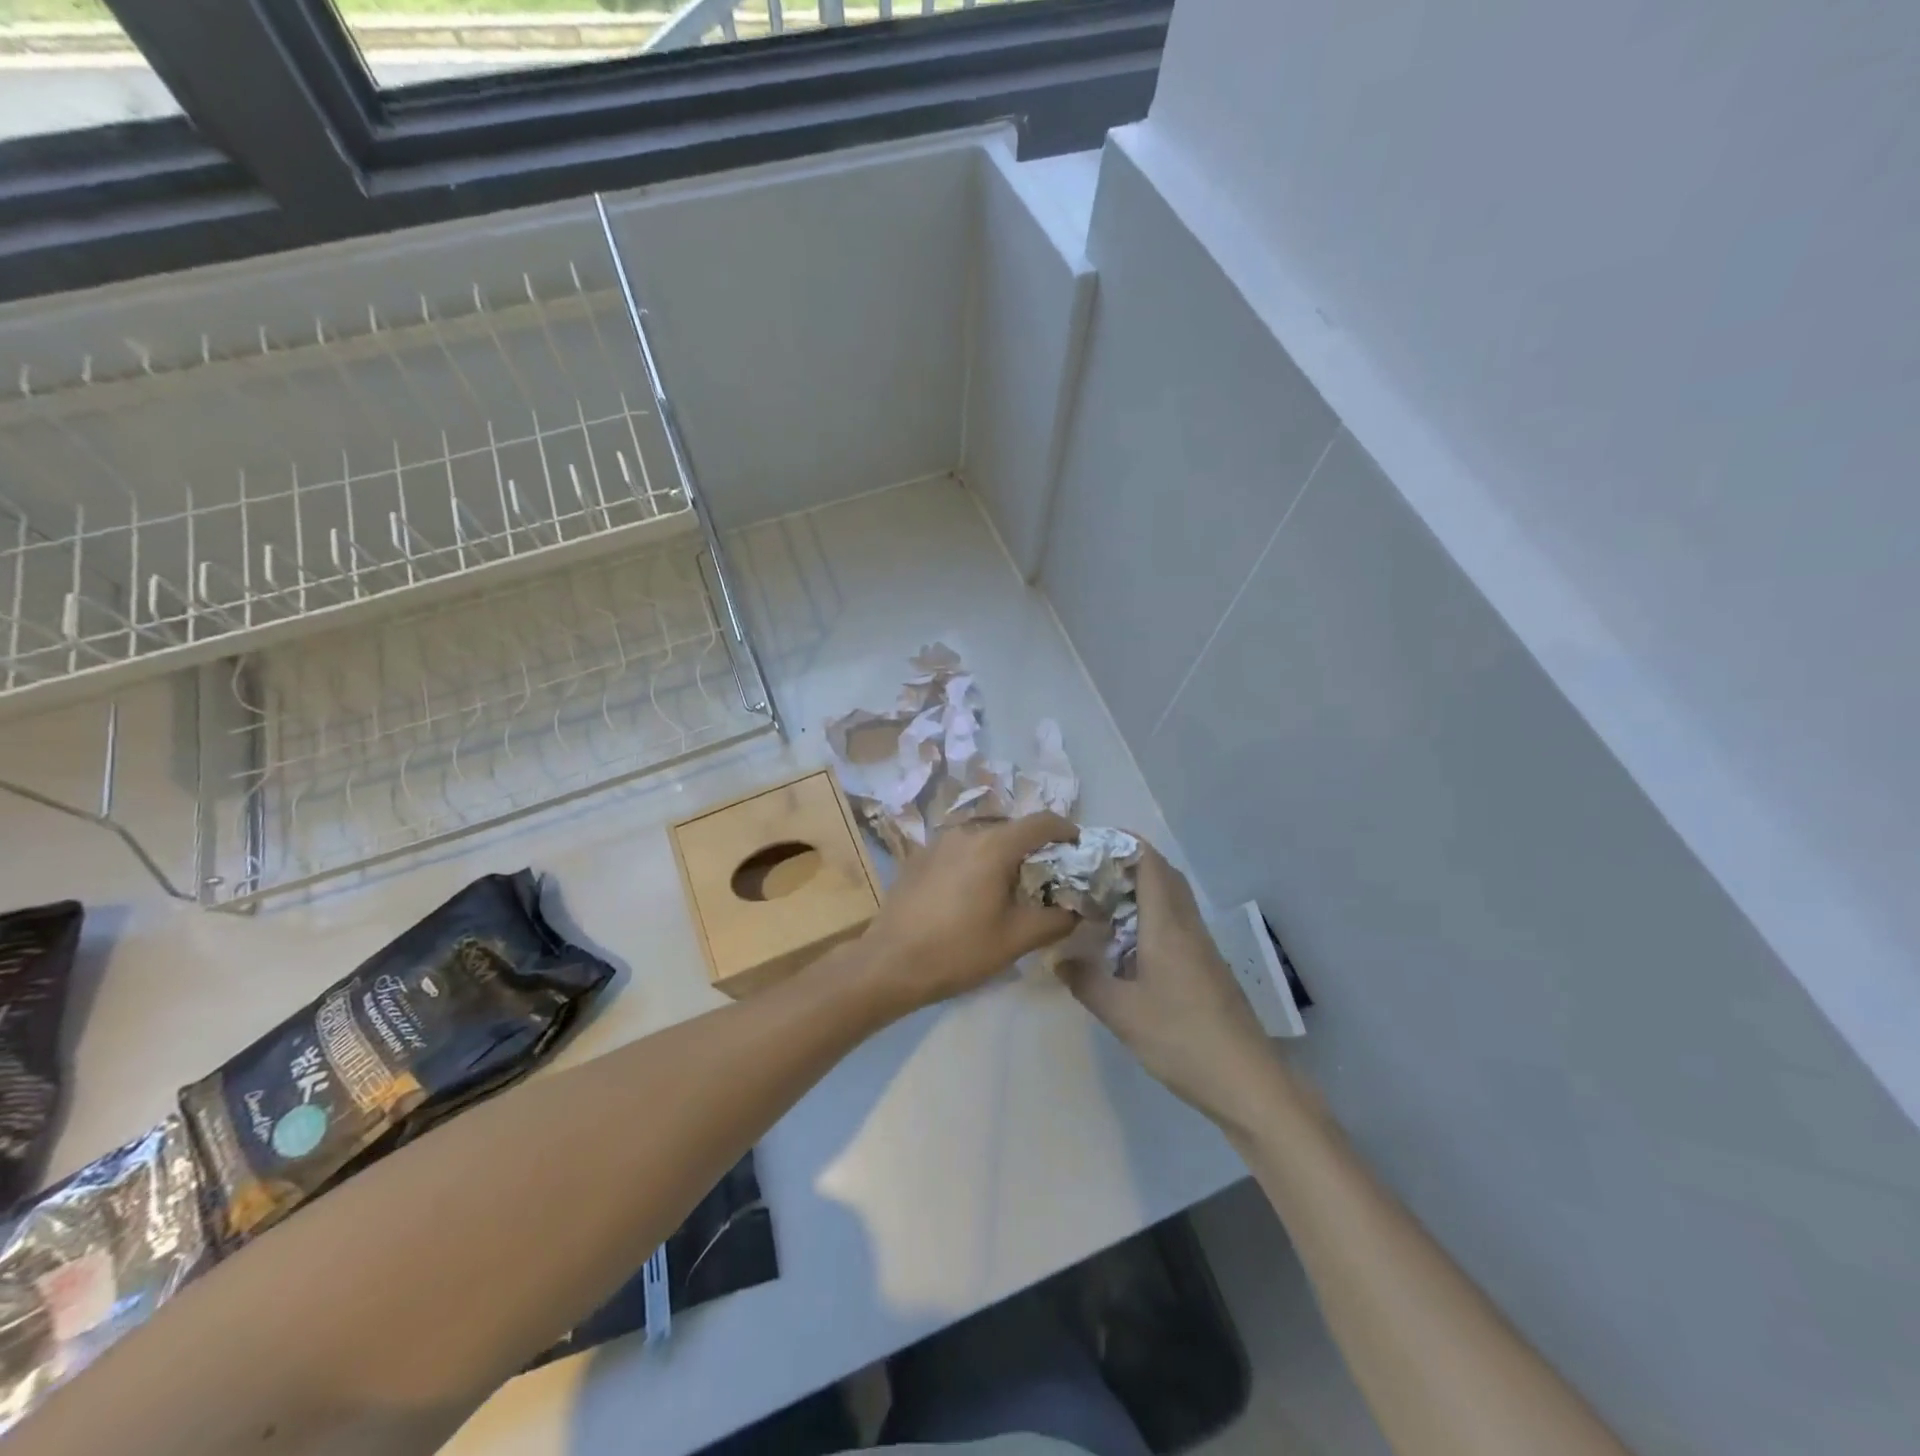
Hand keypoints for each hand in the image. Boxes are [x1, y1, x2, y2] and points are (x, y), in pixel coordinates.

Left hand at [857, 814, 1079, 1014]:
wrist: (889, 962)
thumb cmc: (958, 950)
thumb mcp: (1016, 940)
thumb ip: (1055, 920)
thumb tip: (1076, 911)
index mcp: (993, 845)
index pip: (1041, 822)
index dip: (1066, 830)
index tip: (1078, 847)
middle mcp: (965, 832)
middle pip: (1011, 828)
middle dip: (1035, 846)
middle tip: (1048, 875)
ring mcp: (938, 842)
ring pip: (983, 837)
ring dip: (1003, 853)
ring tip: (1011, 885)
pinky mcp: (919, 857)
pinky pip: (960, 849)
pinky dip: (977, 860)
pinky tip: (974, 891)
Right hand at [1058, 842, 1275, 1125]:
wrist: (1247, 1082)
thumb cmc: (1181, 1039)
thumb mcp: (1122, 1013)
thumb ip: (1086, 981)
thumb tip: (1058, 960)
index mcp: (1168, 926)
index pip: (1150, 864)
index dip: (1123, 844)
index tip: (1090, 844)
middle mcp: (1188, 927)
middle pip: (1164, 875)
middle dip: (1128, 864)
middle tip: (1090, 873)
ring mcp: (1203, 948)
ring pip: (1172, 900)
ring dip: (1140, 891)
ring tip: (1102, 903)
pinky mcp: (1208, 968)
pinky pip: (1177, 924)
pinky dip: (1151, 917)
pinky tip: (1128, 944)